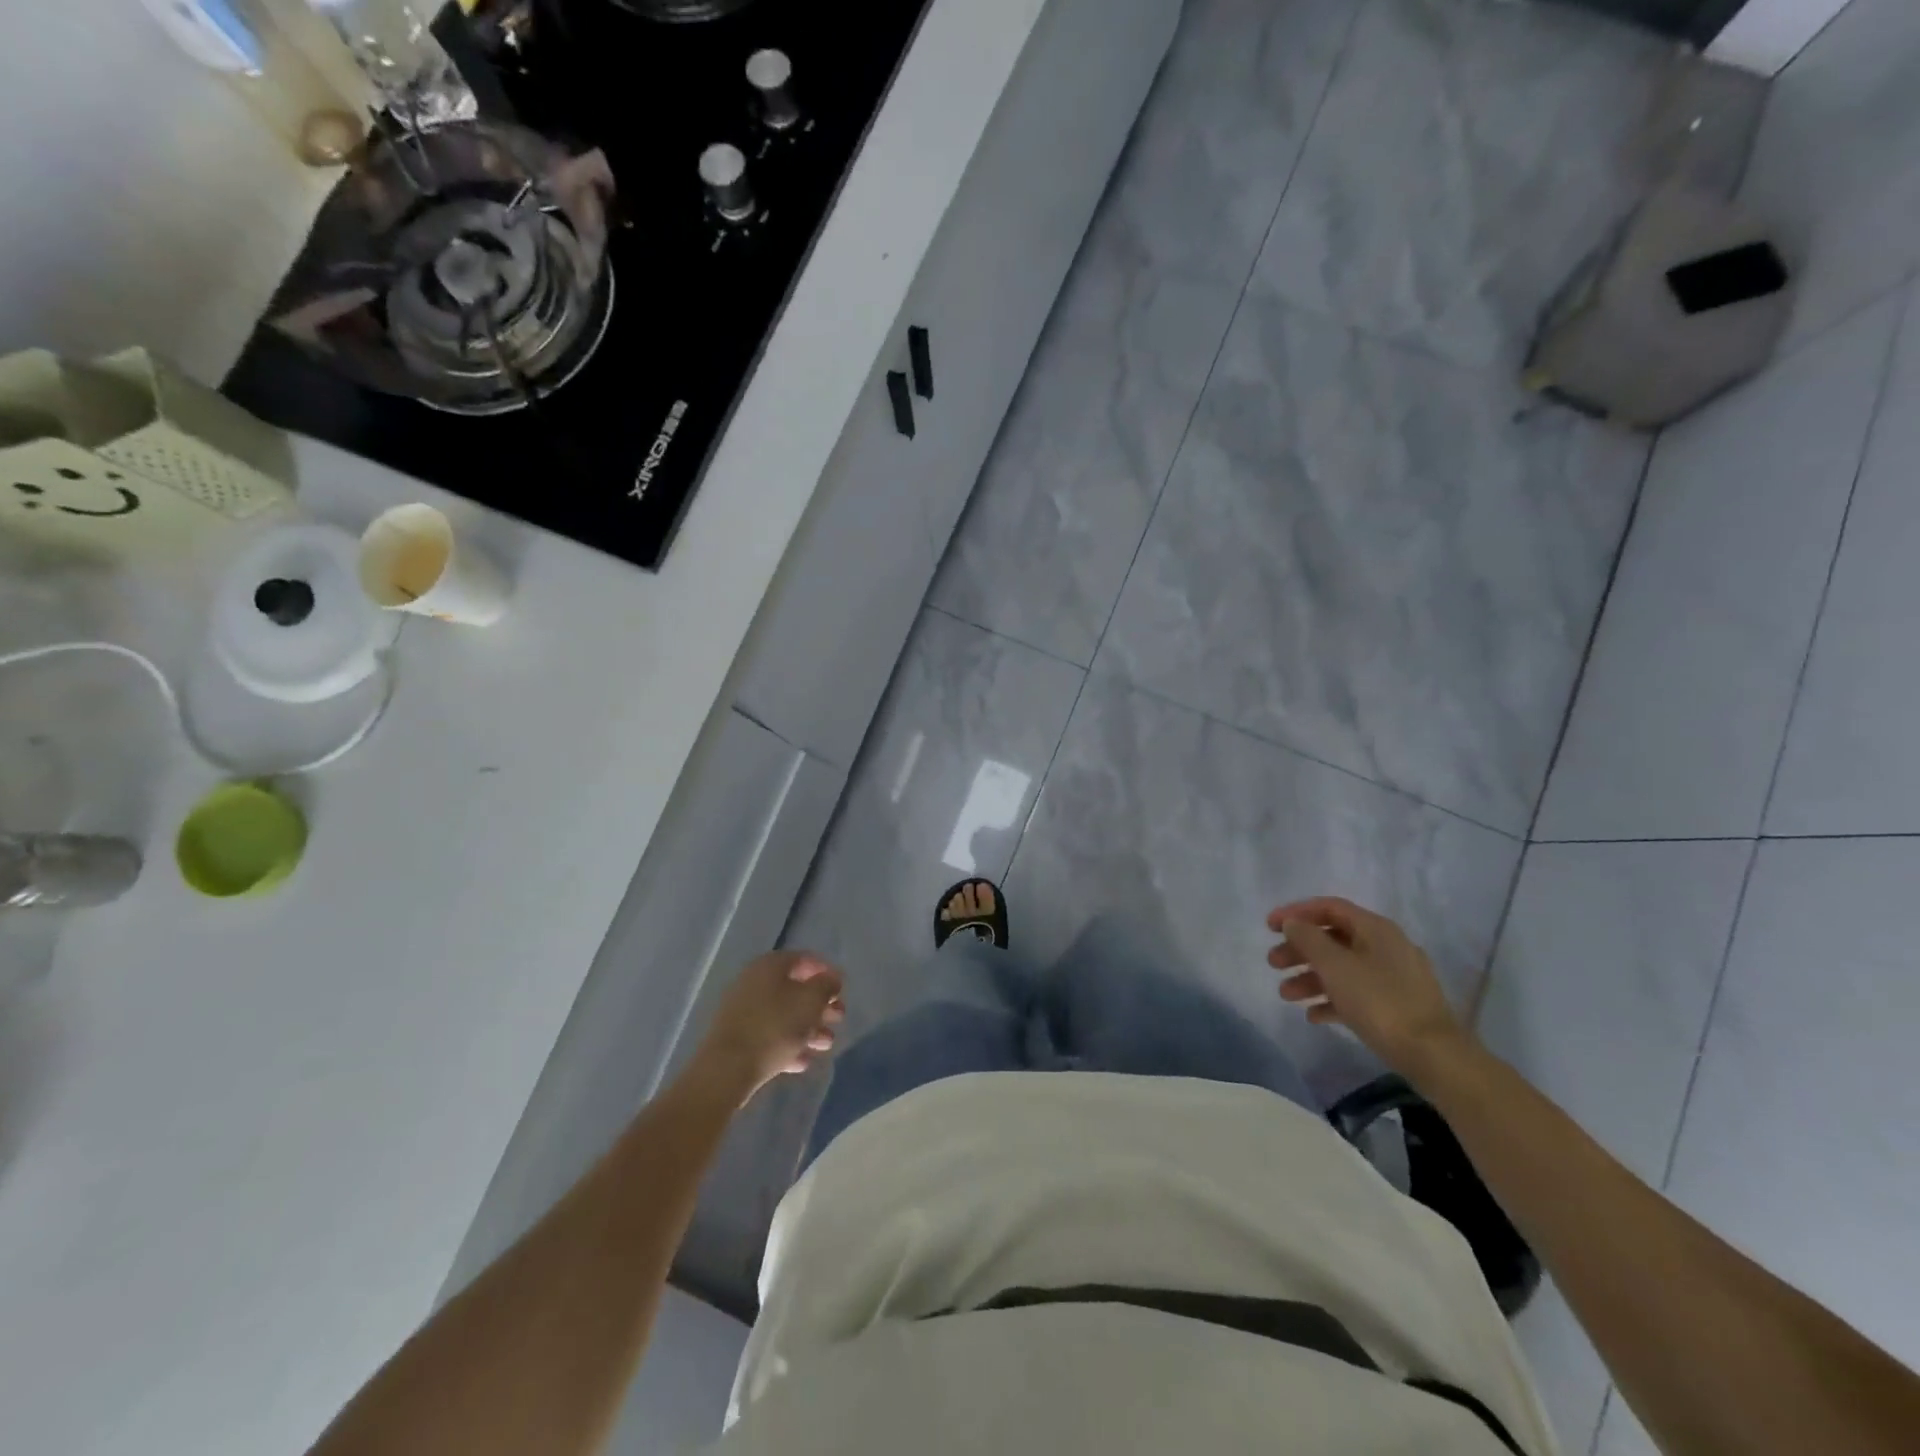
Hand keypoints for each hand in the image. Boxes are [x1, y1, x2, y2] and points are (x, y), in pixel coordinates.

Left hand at [691, 951, 845, 1104]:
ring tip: (826, 1045)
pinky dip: (788, 1045)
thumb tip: (832, 979)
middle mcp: (754, 982)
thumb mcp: (810, 1001)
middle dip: (820, 1005)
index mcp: (769, 966)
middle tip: (838, 1018)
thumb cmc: (774, 1027)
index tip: (842, 990)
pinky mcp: (738, 1039)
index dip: (826, 971)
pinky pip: (769, 1036)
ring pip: (784, 1015)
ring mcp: (743, 1012)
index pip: (804, 959)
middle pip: (795, 989)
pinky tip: (803, 1061)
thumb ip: (826, 985)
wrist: (726, 1070)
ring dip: (809, 1028)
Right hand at [1267, 896, 1472, 1080]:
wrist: (1433, 1055)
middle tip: (1273, 963)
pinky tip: (1313, 1015)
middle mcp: (1386, 946)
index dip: (1296, 912)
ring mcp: (1393, 977)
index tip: (1269, 927)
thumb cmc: (1379, 1001)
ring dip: (1310, 977)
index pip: (1329, 908)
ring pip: (1342, 968)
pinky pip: (1356, 993)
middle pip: (1333, 938)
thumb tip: (1292, 923)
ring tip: (1285, 995)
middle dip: (1299, 950)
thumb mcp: (1335, 966)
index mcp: (1375, 929)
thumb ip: (1308, 939)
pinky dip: (1332, 999)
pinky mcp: (1396, 1005)